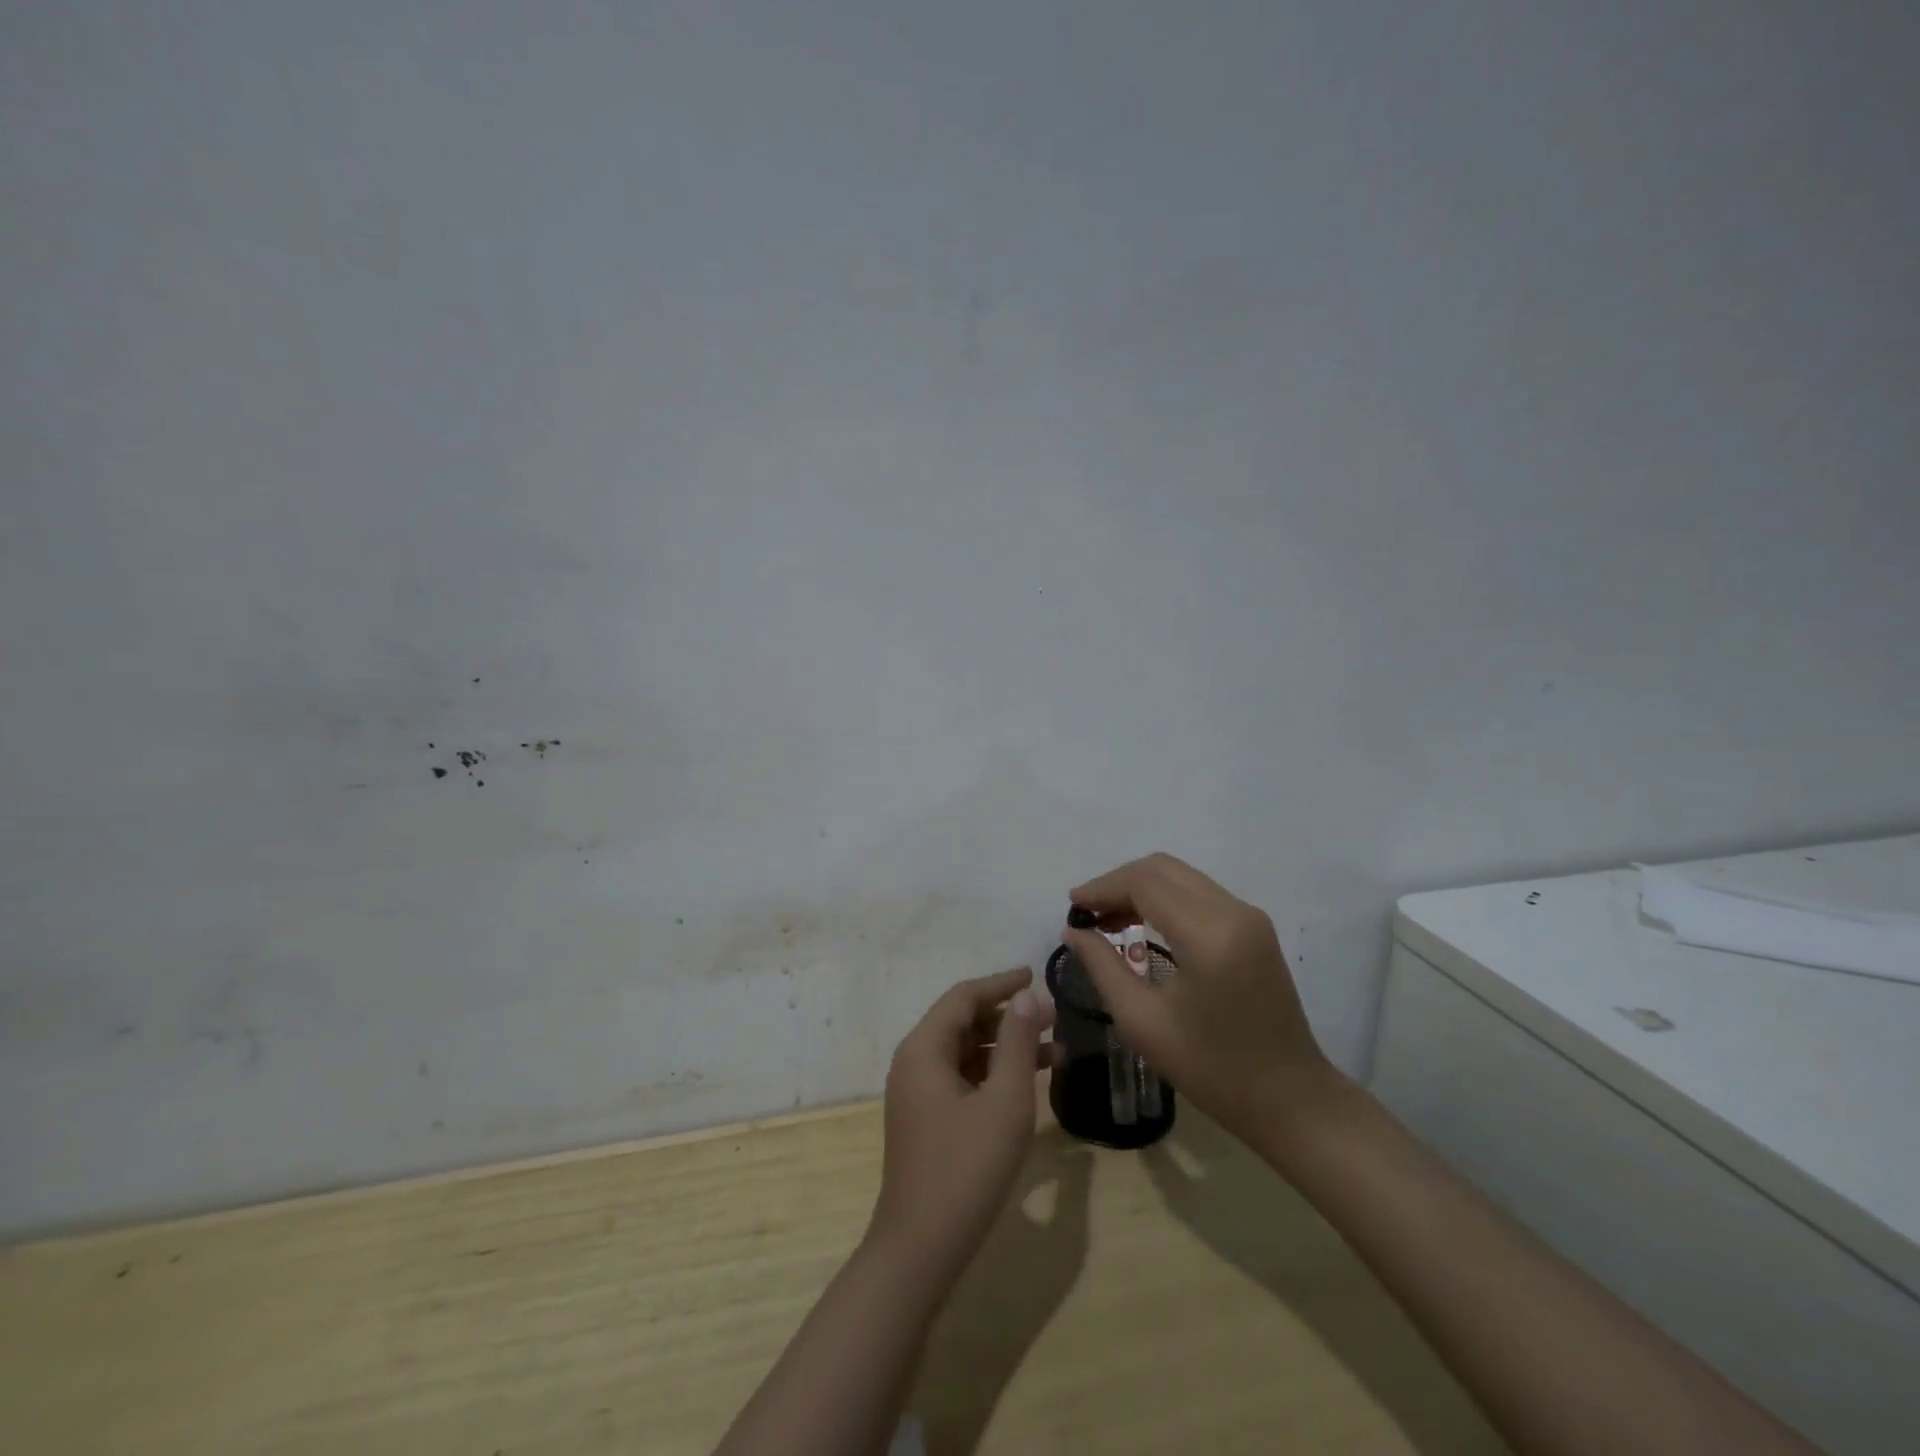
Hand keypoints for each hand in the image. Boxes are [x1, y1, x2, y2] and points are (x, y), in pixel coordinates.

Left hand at [869, 968, 1057, 1278]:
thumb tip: (1028, 997)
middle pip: (963, 1021)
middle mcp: (914, 1061)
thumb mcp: (1004, 1102)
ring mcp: (917, 1092)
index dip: (1001, 983)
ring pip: (966, 1051)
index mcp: (924, 1048)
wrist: (920, 1249)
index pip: (964, 997)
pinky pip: (962, 1078)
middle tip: (1054, 1018)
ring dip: (1006, 1047)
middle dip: (1009, 1017)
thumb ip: (1018, 1044)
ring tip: (1054, 1051)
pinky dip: (994, 1074)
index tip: (1036, 975)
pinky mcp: (926, 1118)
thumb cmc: (966, 1168)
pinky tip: (1028, 1084)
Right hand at [1062, 853, 1337, 1139]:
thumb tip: (1073, 932)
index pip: (1145, 883)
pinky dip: (1163, 898)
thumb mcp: (1143, 1022)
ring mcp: (1249, 916)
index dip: (1103, 887)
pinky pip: (1198, 893)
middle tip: (1087, 912)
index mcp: (1209, 934)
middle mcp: (1234, 911)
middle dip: (1118, 882)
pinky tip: (1141, 923)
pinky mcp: (1254, 927)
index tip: (1072, 908)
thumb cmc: (1212, 1069)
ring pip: (1181, 876)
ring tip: (1107, 919)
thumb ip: (1103, 967)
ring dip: (1140, 888)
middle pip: (1163, 868)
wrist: (1290, 1100)